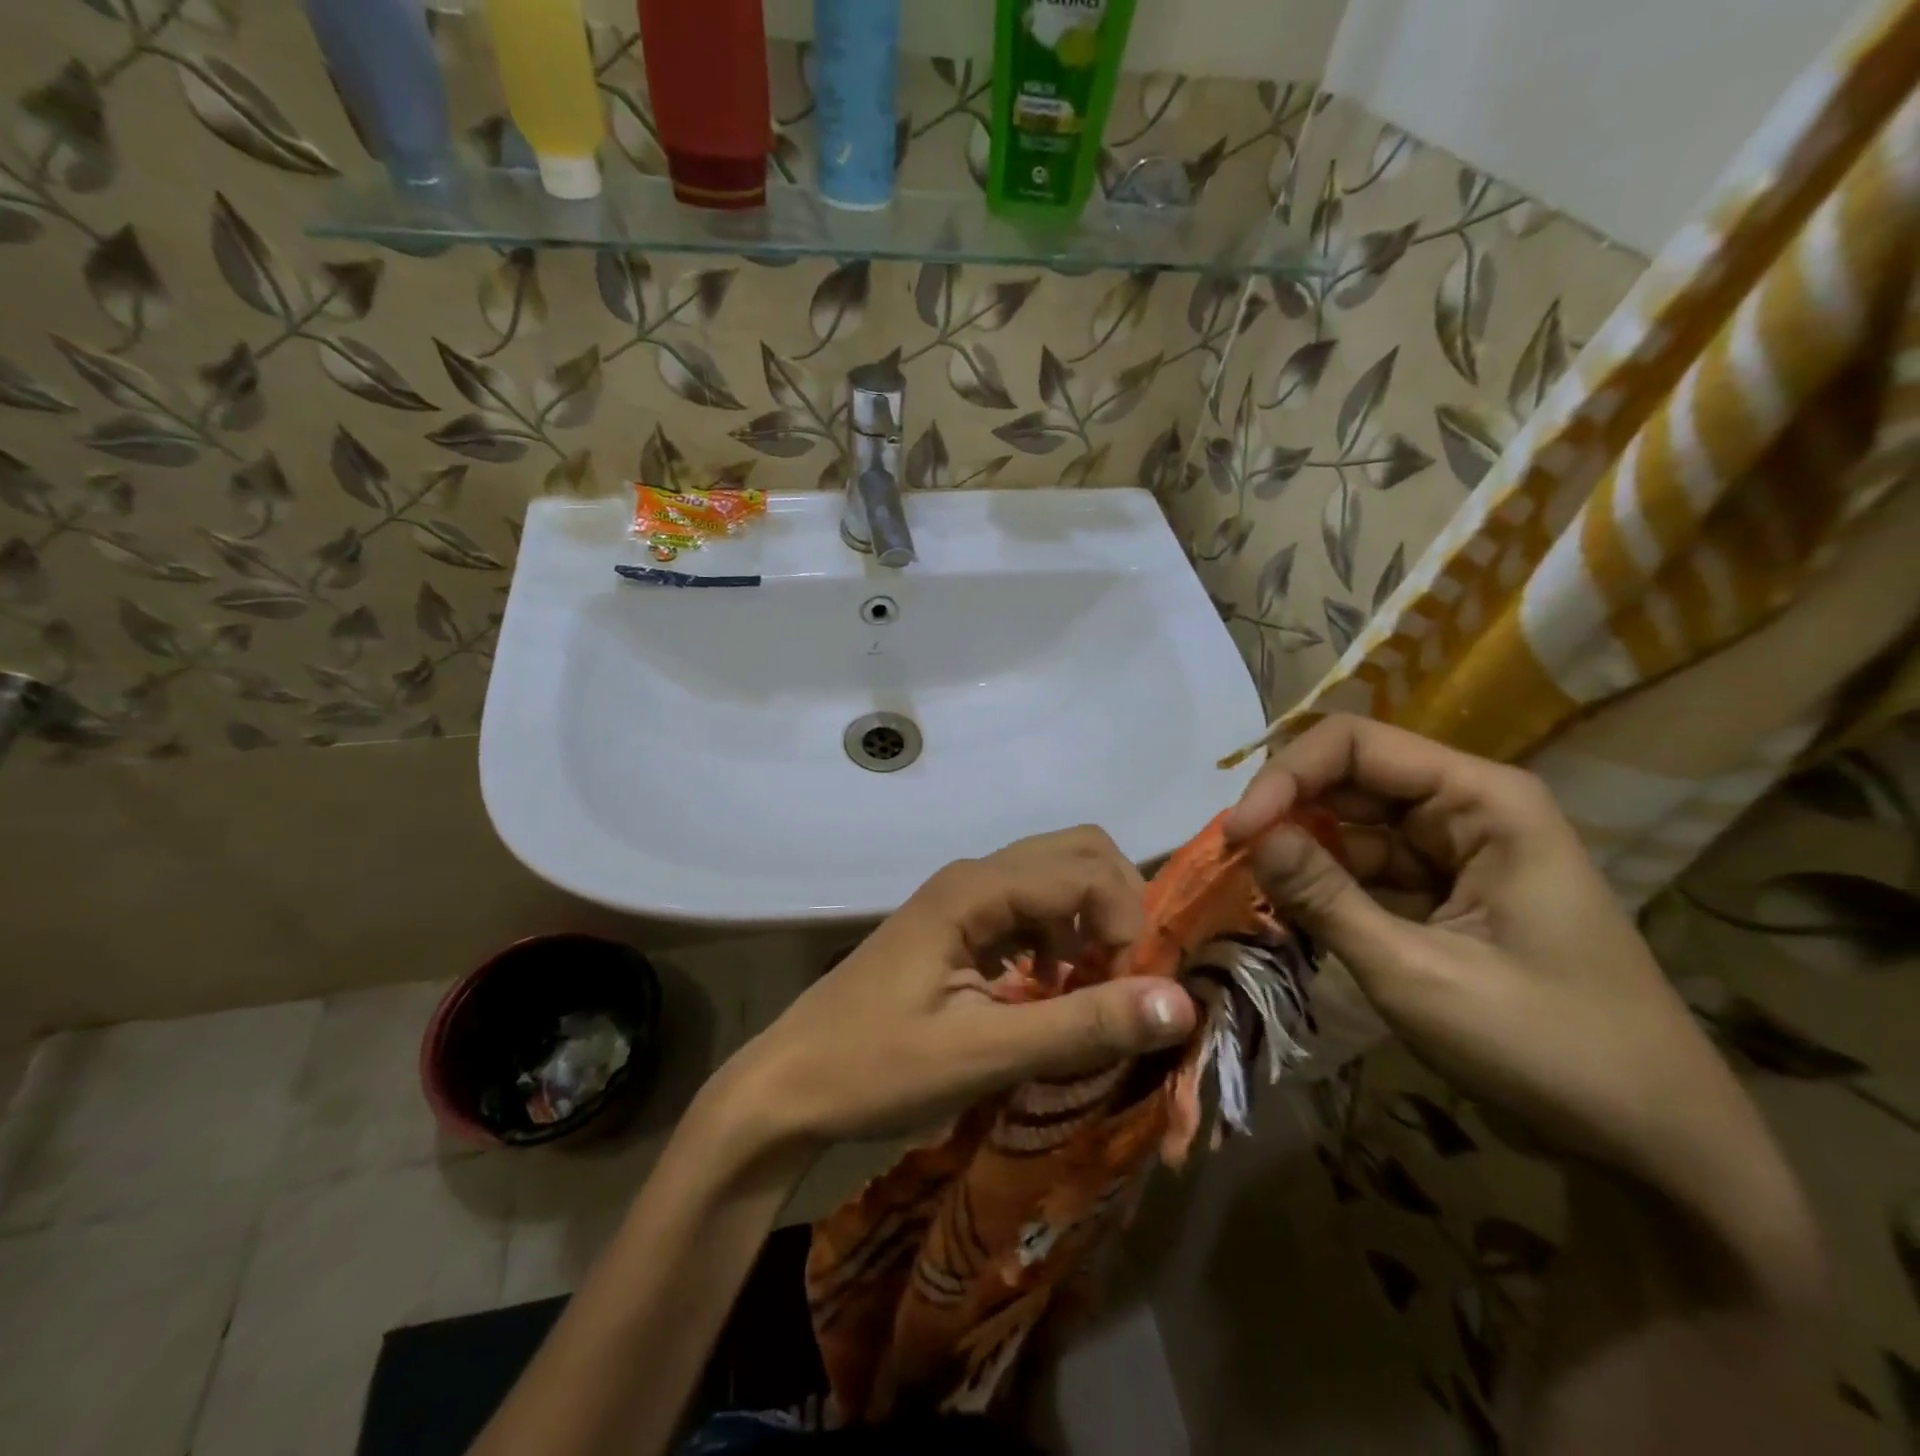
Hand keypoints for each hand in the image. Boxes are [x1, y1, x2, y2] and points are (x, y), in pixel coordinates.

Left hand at [713, 827, 1196, 1151]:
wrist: (790, 1083)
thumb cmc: (877, 1068)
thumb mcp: (984, 1054)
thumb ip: (1080, 1024)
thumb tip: (1181, 1002)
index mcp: (975, 890)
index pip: (1085, 869)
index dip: (1127, 921)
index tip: (1130, 992)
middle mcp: (973, 876)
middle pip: (1076, 852)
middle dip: (1117, 904)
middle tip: (1123, 976)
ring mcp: (962, 899)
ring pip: (1055, 876)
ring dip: (1090, 921)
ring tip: (1089, 990)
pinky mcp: (958, 925)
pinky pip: (1030, 908)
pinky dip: (1060, 937)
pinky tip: (1048, 988)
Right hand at [1224, 717, 1799, 1219]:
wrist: (1654, 1144)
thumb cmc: (1547, 1048)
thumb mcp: (1417, 973)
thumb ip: (1326, 897)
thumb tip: (1250, 836)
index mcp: (1483, 800)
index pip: (1356, 745)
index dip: (1286, 777)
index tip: (1237, 834)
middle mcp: (1469, 808)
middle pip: (1351, 778)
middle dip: (1286, 812)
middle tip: (1228, 862)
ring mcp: (1458, 851)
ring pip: (1353, 825)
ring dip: (1300, 852)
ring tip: (1249, 890)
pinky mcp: (1447, 893)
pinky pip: (1367, 868)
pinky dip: (1325, 885)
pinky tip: (1291, 911)